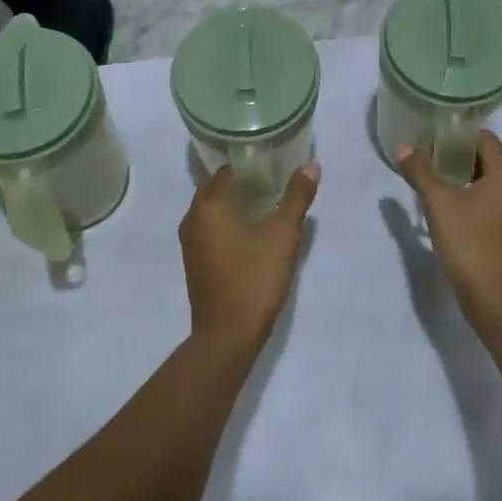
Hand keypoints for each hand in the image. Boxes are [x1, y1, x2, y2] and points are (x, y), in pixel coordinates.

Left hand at [178, 162, 320, 346]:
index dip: (249, 165)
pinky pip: (209, 229)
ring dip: (233, 204)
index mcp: (209, 206)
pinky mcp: (194, 261)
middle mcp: (193, 218)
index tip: (272, 166)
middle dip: (241, 183)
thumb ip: (296, 197)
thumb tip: (311, 166)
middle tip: (272, 183)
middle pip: (215, 188)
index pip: (226, 170)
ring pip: (211, 210)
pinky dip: (226, 223)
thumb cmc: (255, 278)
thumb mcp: (283, 235)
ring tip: (265, 205)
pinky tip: (251, 232)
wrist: (228, 335)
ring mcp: (190, 242)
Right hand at [394, 130, 501, 323]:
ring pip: (490, 182)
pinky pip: (492, 202)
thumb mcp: (439, 202)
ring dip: (464, 178)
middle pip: (487, 158)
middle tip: (427, 159)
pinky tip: (450, 208)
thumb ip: (421, 171)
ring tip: (434, 182)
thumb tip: (404, 147)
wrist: (495, 298)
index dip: (457, 136)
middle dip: (457, 157)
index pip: (484, 138)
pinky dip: (473, 198)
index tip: (431, 139)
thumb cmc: (469, 242)